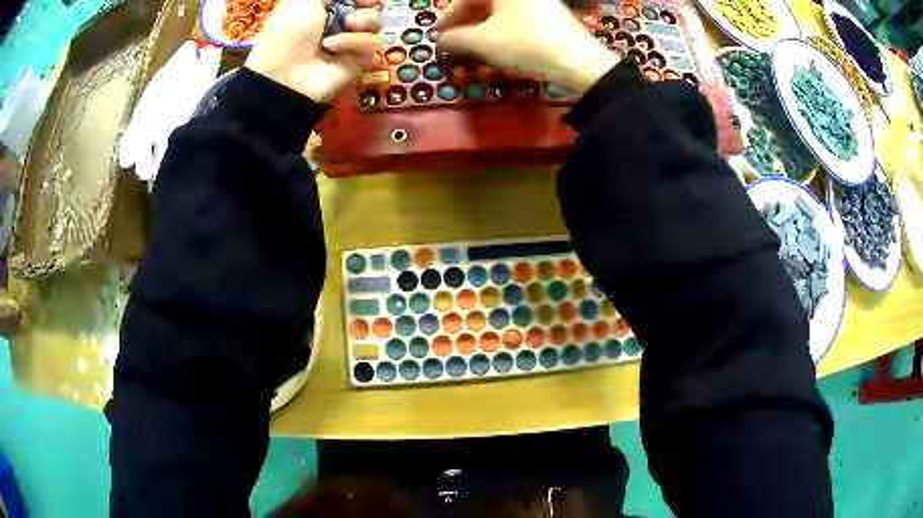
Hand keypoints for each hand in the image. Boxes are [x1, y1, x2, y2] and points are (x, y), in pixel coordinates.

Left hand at [246, 0, 383, 102]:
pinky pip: (372, 44)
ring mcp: (350, 42)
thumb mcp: (303, 0)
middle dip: (364, 7)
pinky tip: (333, 49)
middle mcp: (338, 22)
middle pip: (369, 8)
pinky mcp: (358, 61)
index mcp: (324, 7)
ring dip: (362, 22)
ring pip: (375, 23)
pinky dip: (355, 43)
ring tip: (342, 28)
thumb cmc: (289, 30)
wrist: (285, 72)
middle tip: (355, 11)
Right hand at [437, 0, 618, 92]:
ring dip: (482, 25)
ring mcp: (538, 0)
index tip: (439, 36)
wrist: (577, 59)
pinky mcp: (550, 11)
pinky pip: (517, 15)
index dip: (449, 17)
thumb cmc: (525, 43)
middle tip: (453, 41)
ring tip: (472, 45)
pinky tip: (497, 43)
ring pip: (500, 9)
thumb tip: (440, 43)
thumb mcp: (483, 42)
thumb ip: (455, 39)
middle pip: (484, 1)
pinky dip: (502, 27)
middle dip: (465, 21)